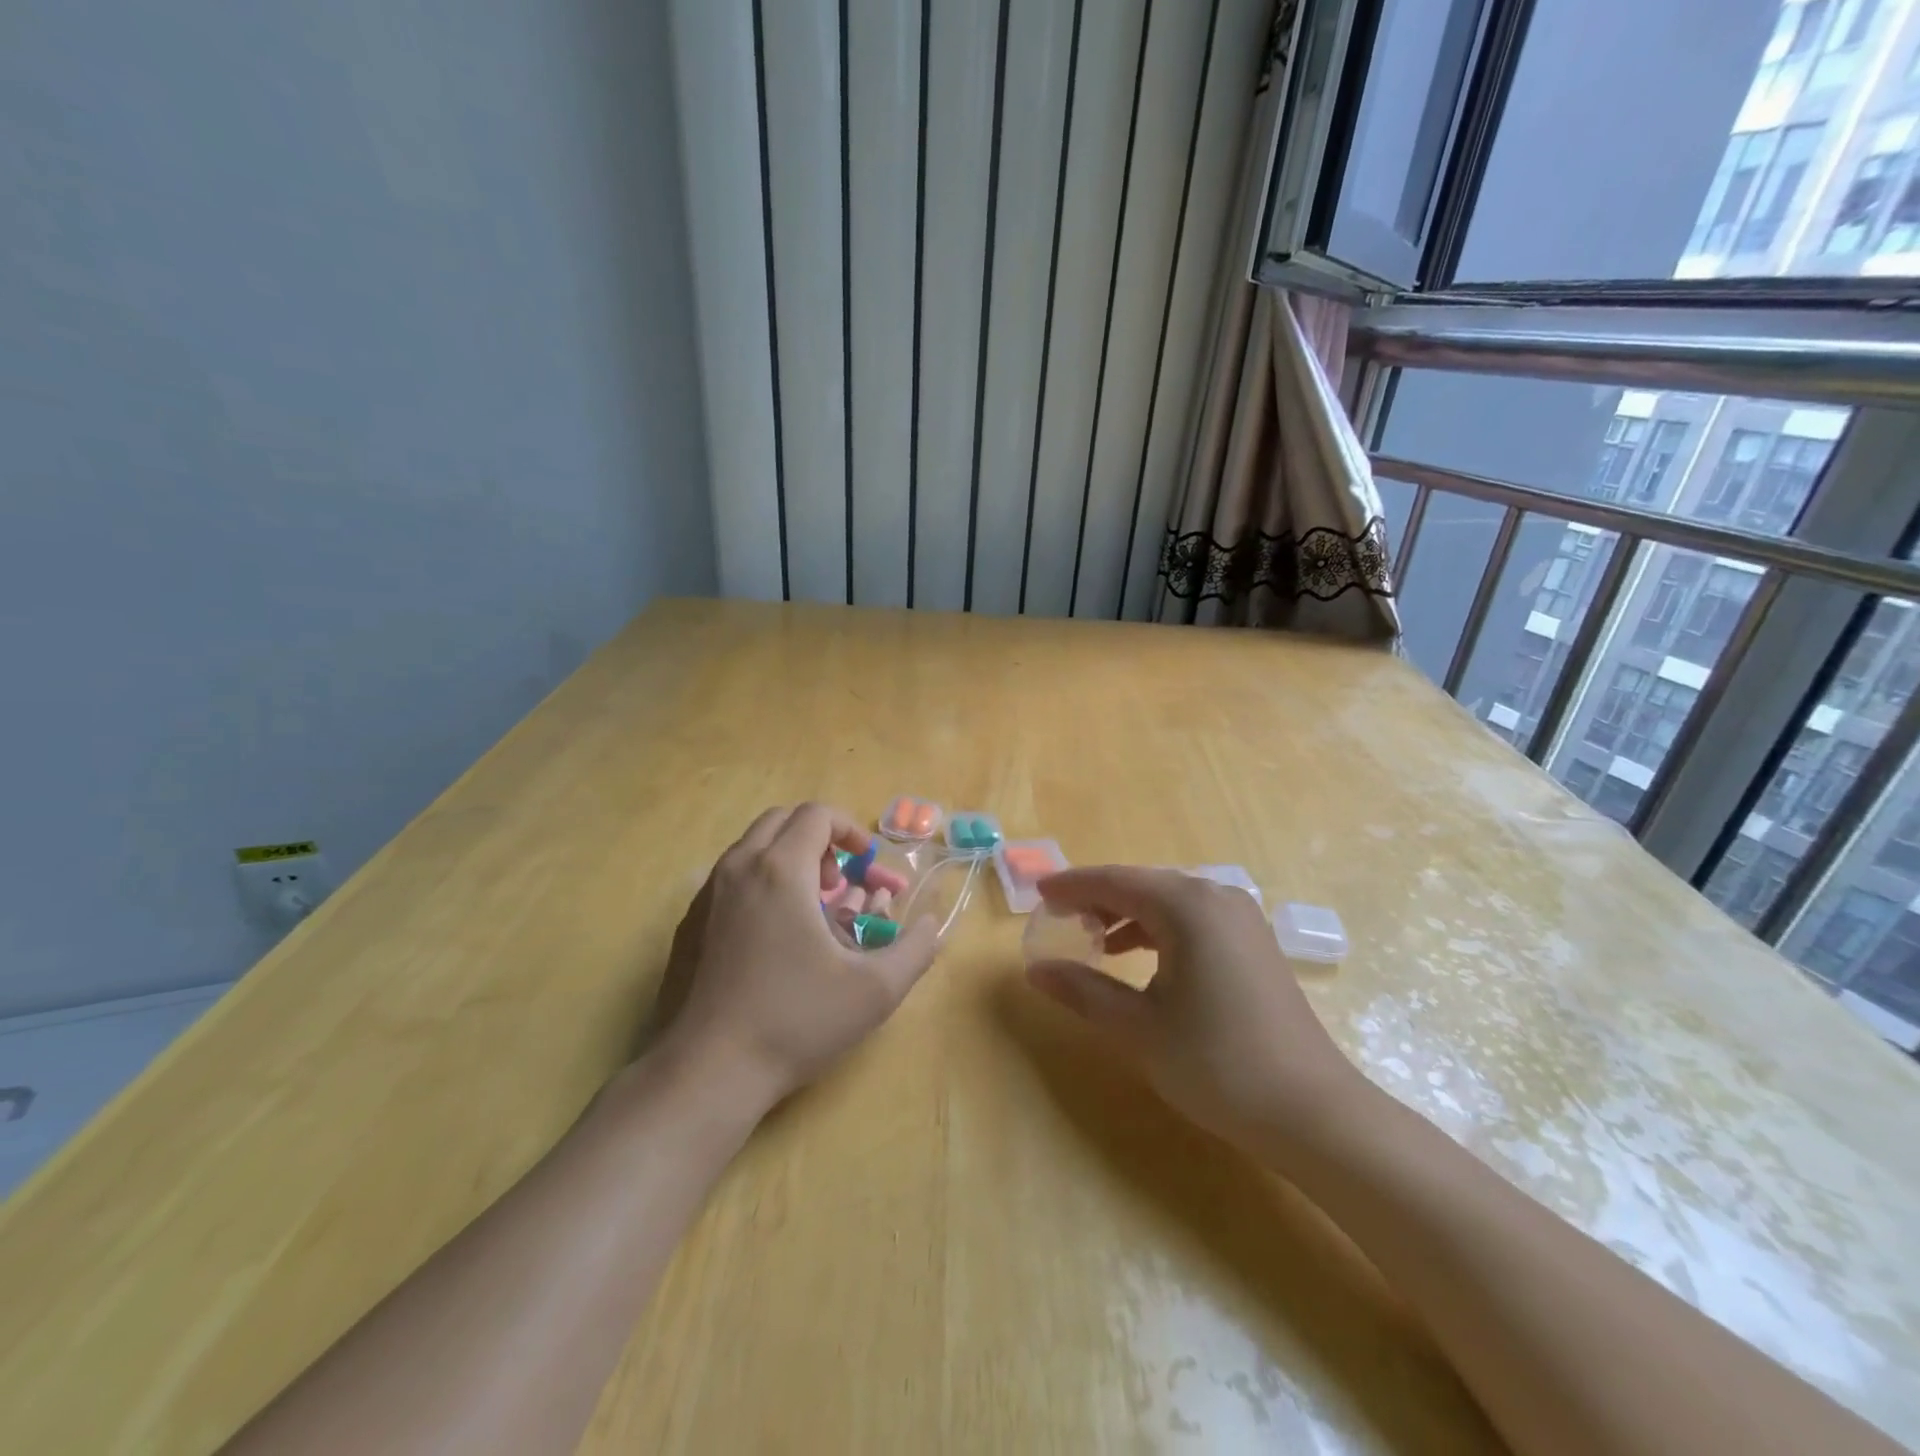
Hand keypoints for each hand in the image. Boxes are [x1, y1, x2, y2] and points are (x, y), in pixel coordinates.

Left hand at [650, 805, 940, 1114]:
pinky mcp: (690, 923)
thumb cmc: (796, 1020)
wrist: (709, 1070)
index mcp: (781, 871)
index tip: (866, 864)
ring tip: (811, 910)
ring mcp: (707, 895)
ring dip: (789, 860)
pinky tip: (775, 937)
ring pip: (753, 848)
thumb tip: (931, 925)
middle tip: (838, 883)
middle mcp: (738, 868)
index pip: (817, 814)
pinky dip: (761, 883)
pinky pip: (731, 878)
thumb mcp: (875, 990)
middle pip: (782, 821)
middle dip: (819, 840)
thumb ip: (916, 949)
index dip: (850, 831)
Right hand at [1027, 867, 1361, 1151]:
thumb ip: (1083, 991)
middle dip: (1099, 899)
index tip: (1038, 894)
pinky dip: (1159, 929)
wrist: (1313, 1113)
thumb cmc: (1217, 1065)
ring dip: (1128, 914)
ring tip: (1094, 940)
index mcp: (1188, 907)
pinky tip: (1140, 958)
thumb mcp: (1139, 1029)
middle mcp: (1217, 898)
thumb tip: (1036, 970)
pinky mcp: (1254, 943)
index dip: (1073, 886)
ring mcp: (1242, 919)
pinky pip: (1193, 919)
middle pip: (1143, 884)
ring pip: (1169, 901)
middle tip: (1060, 919)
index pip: (1116, 881)